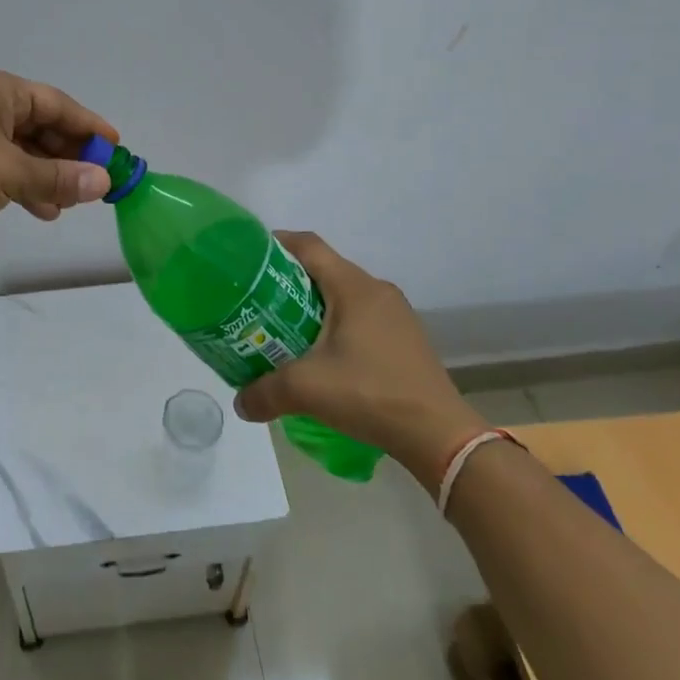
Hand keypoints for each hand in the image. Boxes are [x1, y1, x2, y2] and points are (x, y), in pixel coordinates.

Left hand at [0, 68, 117, 251]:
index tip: (116, 147)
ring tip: (73, 202)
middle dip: (69, 154)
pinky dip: (24, 184)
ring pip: (22, 149)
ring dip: (48, 174)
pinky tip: (42, 209)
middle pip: (40, 125)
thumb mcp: (10, 173)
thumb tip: (104, 182)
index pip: (56, 103)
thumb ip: (59, 178)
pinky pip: (3, 166)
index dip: (89, 126)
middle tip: (98, 180)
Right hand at [233, 232, 486, 487]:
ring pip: (344, 295)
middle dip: (289, 280)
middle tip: (258, 301)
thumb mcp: (307, 390)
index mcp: (353, 286)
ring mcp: (396, 314)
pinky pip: (362, 317)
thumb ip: (265, 392)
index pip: (309, 245)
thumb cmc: (370, 393)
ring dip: (314, 305)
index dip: (277, 243)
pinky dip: (337, 325)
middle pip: (325, 269)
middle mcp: (376, 290)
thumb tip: (239, 404)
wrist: (439, 435)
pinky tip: (324, 356)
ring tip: (285, 329)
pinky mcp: (406, 338)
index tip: (249, 257)